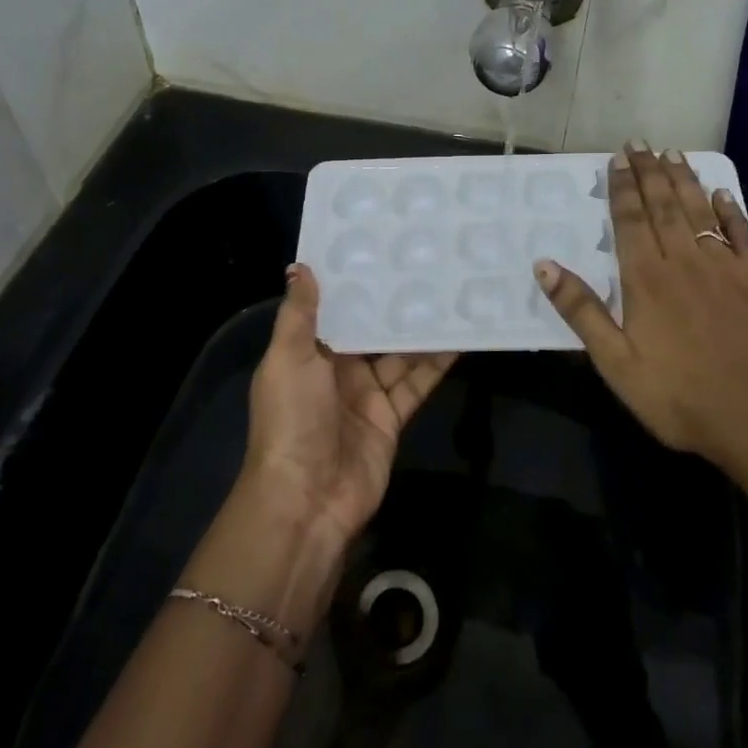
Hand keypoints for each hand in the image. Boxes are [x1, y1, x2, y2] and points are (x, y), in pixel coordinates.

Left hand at [243, 264, 455, 547]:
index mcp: (308, 353)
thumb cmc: (292, 419)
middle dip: (394, 304)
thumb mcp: (287, 358)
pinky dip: (437, 364)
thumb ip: (299, 314)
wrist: (306, 499)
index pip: (335, 310)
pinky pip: (417, 383)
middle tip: (426, 264)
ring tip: (450, 293)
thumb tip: (301, 266)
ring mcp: (366, 395)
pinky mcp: (392, 417)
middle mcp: (338, 370)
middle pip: (371, 330)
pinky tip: (460, 338)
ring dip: (421, 330)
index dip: (355, 283)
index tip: (381, 248)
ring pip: (399, 354)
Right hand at [533, 143, 747, 484]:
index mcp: (647, 280)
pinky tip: (721, 193)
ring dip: (684, 180)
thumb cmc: (683, 398)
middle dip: (649, 172)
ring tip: (673, 153)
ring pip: (700, 211)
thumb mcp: (617, 365)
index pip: (630, 220)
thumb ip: (582, 312)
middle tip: (640, 144)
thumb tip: (544, 265)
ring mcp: (728, 267)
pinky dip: (730, 210)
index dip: (622, 187)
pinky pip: (742, 233)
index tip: (616, 159)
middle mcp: (685, 262)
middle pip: (663, 206)